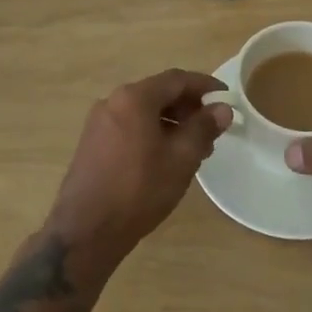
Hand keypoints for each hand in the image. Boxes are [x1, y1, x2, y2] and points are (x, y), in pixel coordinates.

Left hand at [45, 69, 232, 264]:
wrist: (85, 232)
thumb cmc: (139, 190)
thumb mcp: (181, 159)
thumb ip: (203, 128)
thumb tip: (222, 109)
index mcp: (135, 98)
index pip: (177, 80)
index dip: (204, 86)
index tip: (226, 97)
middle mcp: (113, 101)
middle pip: (159, 93)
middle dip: (188, 107)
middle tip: (211, 128)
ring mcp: (99, 122)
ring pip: (144, 111)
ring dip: (171, 122)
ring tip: (193, 148)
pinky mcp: (92, 143)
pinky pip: (130, 126)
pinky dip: (152, 132)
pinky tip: (165, 157)